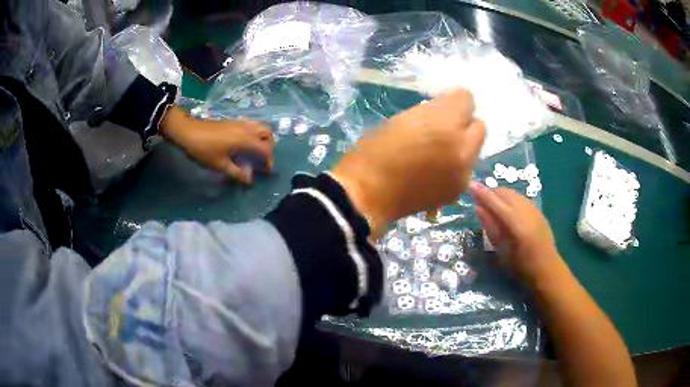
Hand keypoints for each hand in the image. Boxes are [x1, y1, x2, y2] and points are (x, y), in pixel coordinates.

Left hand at [160, 106, 272, 183]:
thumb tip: (249, 179)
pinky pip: (251, 125)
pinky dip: (254, 133)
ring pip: (260, 126)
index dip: (269, 161)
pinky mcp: (233, 121)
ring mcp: (240, 123)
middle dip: (269, 146)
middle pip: (267, 133)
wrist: (188, 131)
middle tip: (262, 158)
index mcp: (245, 139)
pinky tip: (245, 143)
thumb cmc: (204, 149)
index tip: (266, 172)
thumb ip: (237, 173)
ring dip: (263, 137)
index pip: (266, 149)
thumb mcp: (219, 165)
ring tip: (256, 150)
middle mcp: (246, 129)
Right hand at [331, 89, 484, 236]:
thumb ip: (430, 113)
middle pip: (479, 125)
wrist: (366, 196)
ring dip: (462, 146)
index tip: (441, 105)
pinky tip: (435, 172)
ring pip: (475, 150)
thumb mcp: (400, 119)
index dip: (453, 100)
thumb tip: (444, 113)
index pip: (466, 98)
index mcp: (442, 122)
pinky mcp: (457, 191)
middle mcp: (461, 146)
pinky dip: (455, 167)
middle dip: (464, 123)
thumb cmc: (373, 153)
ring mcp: (462, 172)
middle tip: (443, 129)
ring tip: (439, 153)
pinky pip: (465, 170)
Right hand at [468, 182, 564, 285]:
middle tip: (479, 197)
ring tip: (491, 202)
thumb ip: (491, 228)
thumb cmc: (521, 267)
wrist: (547, 269)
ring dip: (500, 194)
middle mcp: (526, 212)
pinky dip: (510, 198)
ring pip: (514, 193)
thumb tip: (478, 208)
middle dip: (491, 192)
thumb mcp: (502, 252)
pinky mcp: (538, 210)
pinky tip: (506, 207)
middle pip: (505, 193)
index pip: (496, 203)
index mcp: (517, 225)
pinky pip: (521, 198)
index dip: (482, 193)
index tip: (470, 184)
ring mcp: (534, 209)